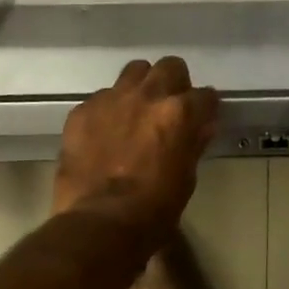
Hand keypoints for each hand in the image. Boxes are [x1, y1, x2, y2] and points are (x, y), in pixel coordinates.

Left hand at [53, 57, 219, 227]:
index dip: (205, 108)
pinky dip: (109, 109)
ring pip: (134, 71)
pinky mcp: (83, 110)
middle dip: (175, 82)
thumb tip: (202, 127)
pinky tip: (105, 132)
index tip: (202, 117)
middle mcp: (148, 95)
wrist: (98, 223)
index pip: (205, 96)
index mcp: (180, 113)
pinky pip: (102, 97)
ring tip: (136, 110)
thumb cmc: (153, 209)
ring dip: (141, 86)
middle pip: (170, 66)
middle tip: (169, 106)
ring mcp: (112, 98)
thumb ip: (193, 144)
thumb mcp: (186, 178)